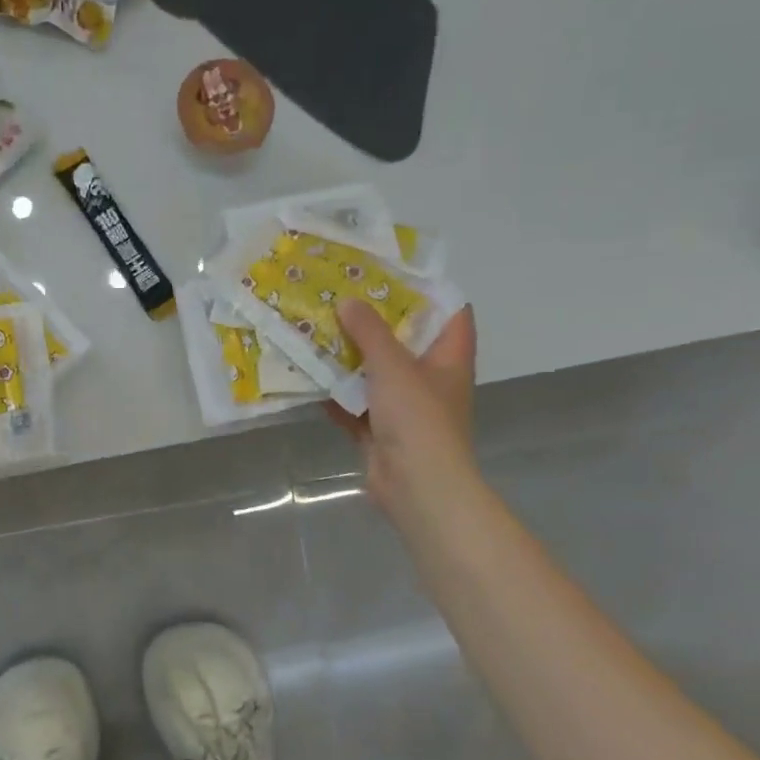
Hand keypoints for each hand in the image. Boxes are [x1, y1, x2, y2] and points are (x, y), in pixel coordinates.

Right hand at [329, 300, 478, 526]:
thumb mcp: (393, 365)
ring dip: (349, 357)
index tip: (393, 273)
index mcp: (448, 358)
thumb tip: (348, 301)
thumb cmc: (417, 418)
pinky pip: (354, 404)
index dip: (429, 291)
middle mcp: (430, 379)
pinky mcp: (380, 430)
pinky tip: (308, 376)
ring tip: (318, 328)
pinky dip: (335, 393)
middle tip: (342, 295)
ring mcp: (405, 407)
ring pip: (375, 373)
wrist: (417, 486)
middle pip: (405, 341)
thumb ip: (369, 331)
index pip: (451, 313)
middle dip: (374, 321)